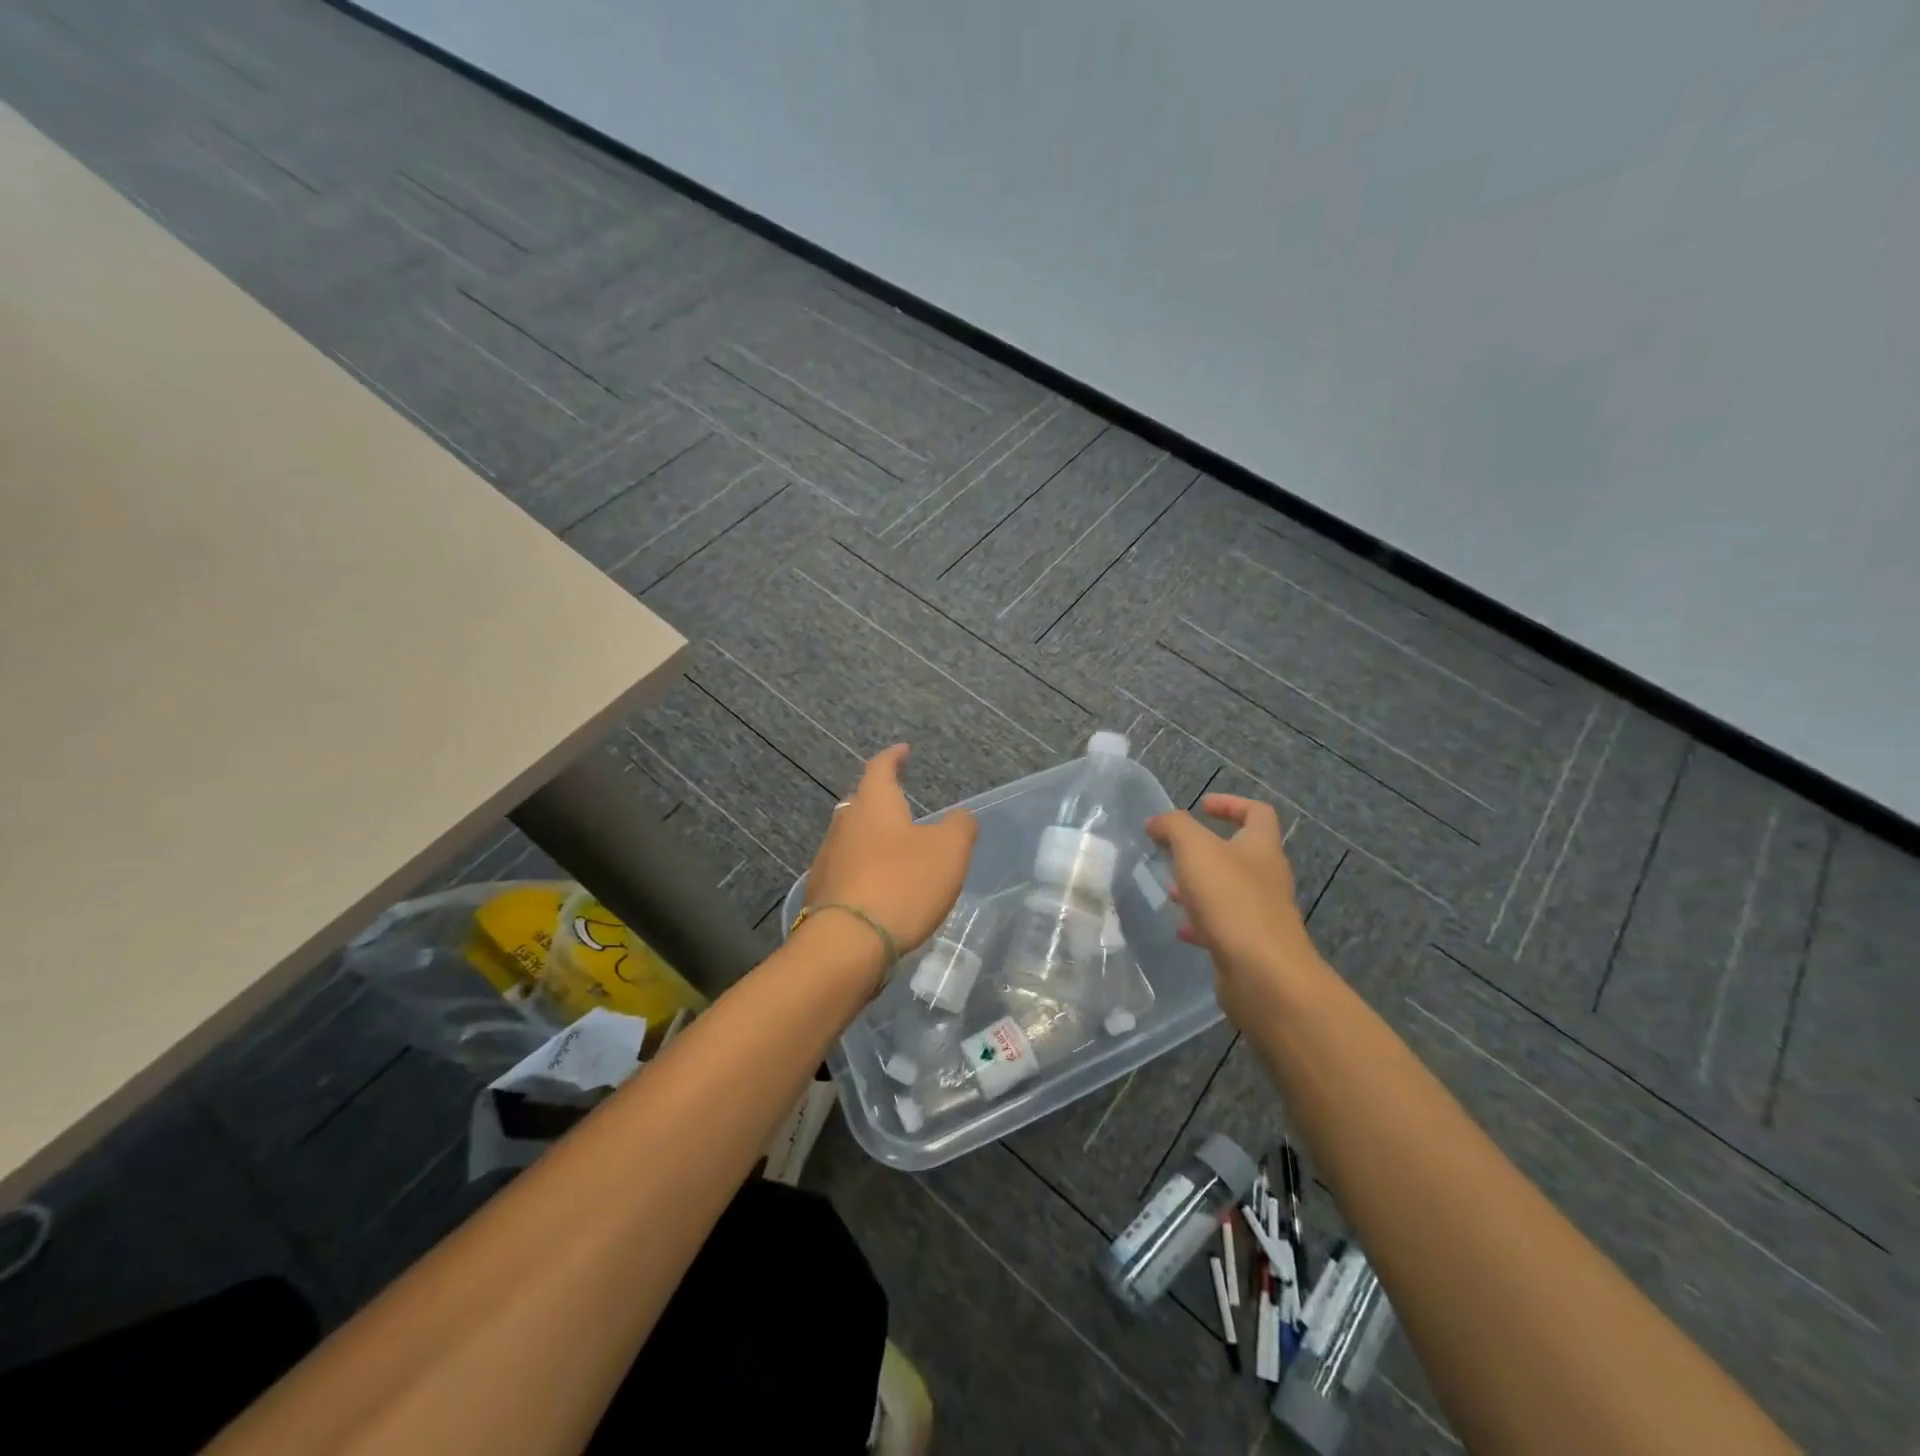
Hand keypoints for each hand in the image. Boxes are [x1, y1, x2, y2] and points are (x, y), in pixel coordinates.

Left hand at [805, 744, 977, 964]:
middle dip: (880, 800)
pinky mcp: (822, 894)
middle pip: (861, 803)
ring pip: (852, 838)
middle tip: (900, 803)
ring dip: (872, 839)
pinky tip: (879, 888)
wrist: (847, 944)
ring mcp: (828, 860)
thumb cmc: (902, 884)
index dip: (893, 757)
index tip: (902, 750)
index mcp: (873, 804)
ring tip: (895, 849)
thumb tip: (961, 816)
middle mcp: (844, 825)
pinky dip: (865, 871)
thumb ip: (960, 826)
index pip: (880, 768)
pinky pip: (847, 870)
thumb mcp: (949, 850)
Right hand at [1145, 794, 1325, 1024]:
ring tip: (1170, 890)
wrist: (1262, 973)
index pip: (1257, 813)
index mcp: (1261, 848)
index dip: (1230, 804)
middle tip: (1172, 853)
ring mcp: (1261, 913)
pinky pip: (1224, 925)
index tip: (1200, 806)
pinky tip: (1181, 929)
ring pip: (1227, 891)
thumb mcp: (1195, 849)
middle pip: (1239, 853)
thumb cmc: (1230, 899)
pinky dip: (1200, 922)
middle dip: (1203, 851)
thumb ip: (1174, 827)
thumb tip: (1157, 822)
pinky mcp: (1251, 945)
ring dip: (1199, 887)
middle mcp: (1267, 877)